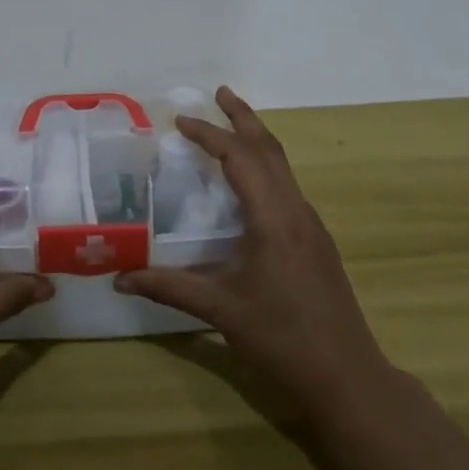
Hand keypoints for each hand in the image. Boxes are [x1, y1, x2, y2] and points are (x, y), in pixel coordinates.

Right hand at [116, 87, 386, 421]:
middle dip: (243, 117)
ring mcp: (311, 225)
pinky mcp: (316, 241)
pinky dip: (265, 166)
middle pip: (270, 148)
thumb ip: (169, 288)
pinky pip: (287, 185)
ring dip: (257, 139)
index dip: (209, 134)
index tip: (179, 120)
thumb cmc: (282, 339)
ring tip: (232, 124)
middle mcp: (296, 211)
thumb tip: (120, 278)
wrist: (348, 377)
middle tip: (219, 93)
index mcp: (273, 218)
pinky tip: (250, 182)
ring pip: (283, 165)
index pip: (239, 157)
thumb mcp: (220, 311)